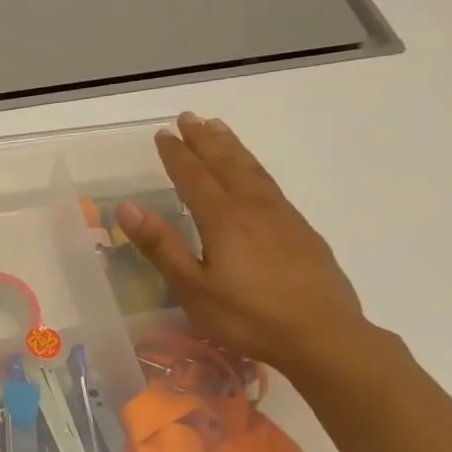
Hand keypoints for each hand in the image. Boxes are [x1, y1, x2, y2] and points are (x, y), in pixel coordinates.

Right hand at [116, 114, 369, 376]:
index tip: (162, 134)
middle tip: (188, 117)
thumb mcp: (193, 288)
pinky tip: (253, 173)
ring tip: (218, 128)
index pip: (193, 177)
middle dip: (204, 139)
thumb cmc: (248, 317)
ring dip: (231, 146)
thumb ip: (161, 246)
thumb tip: (128, 207)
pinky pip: (270, 184)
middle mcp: (252, 207)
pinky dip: (254, 166)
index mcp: (222, 219)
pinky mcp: (301, 230)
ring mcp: (282, 216)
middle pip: (226, 163)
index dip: (176, 155)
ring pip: (252, 169)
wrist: (323, 335)